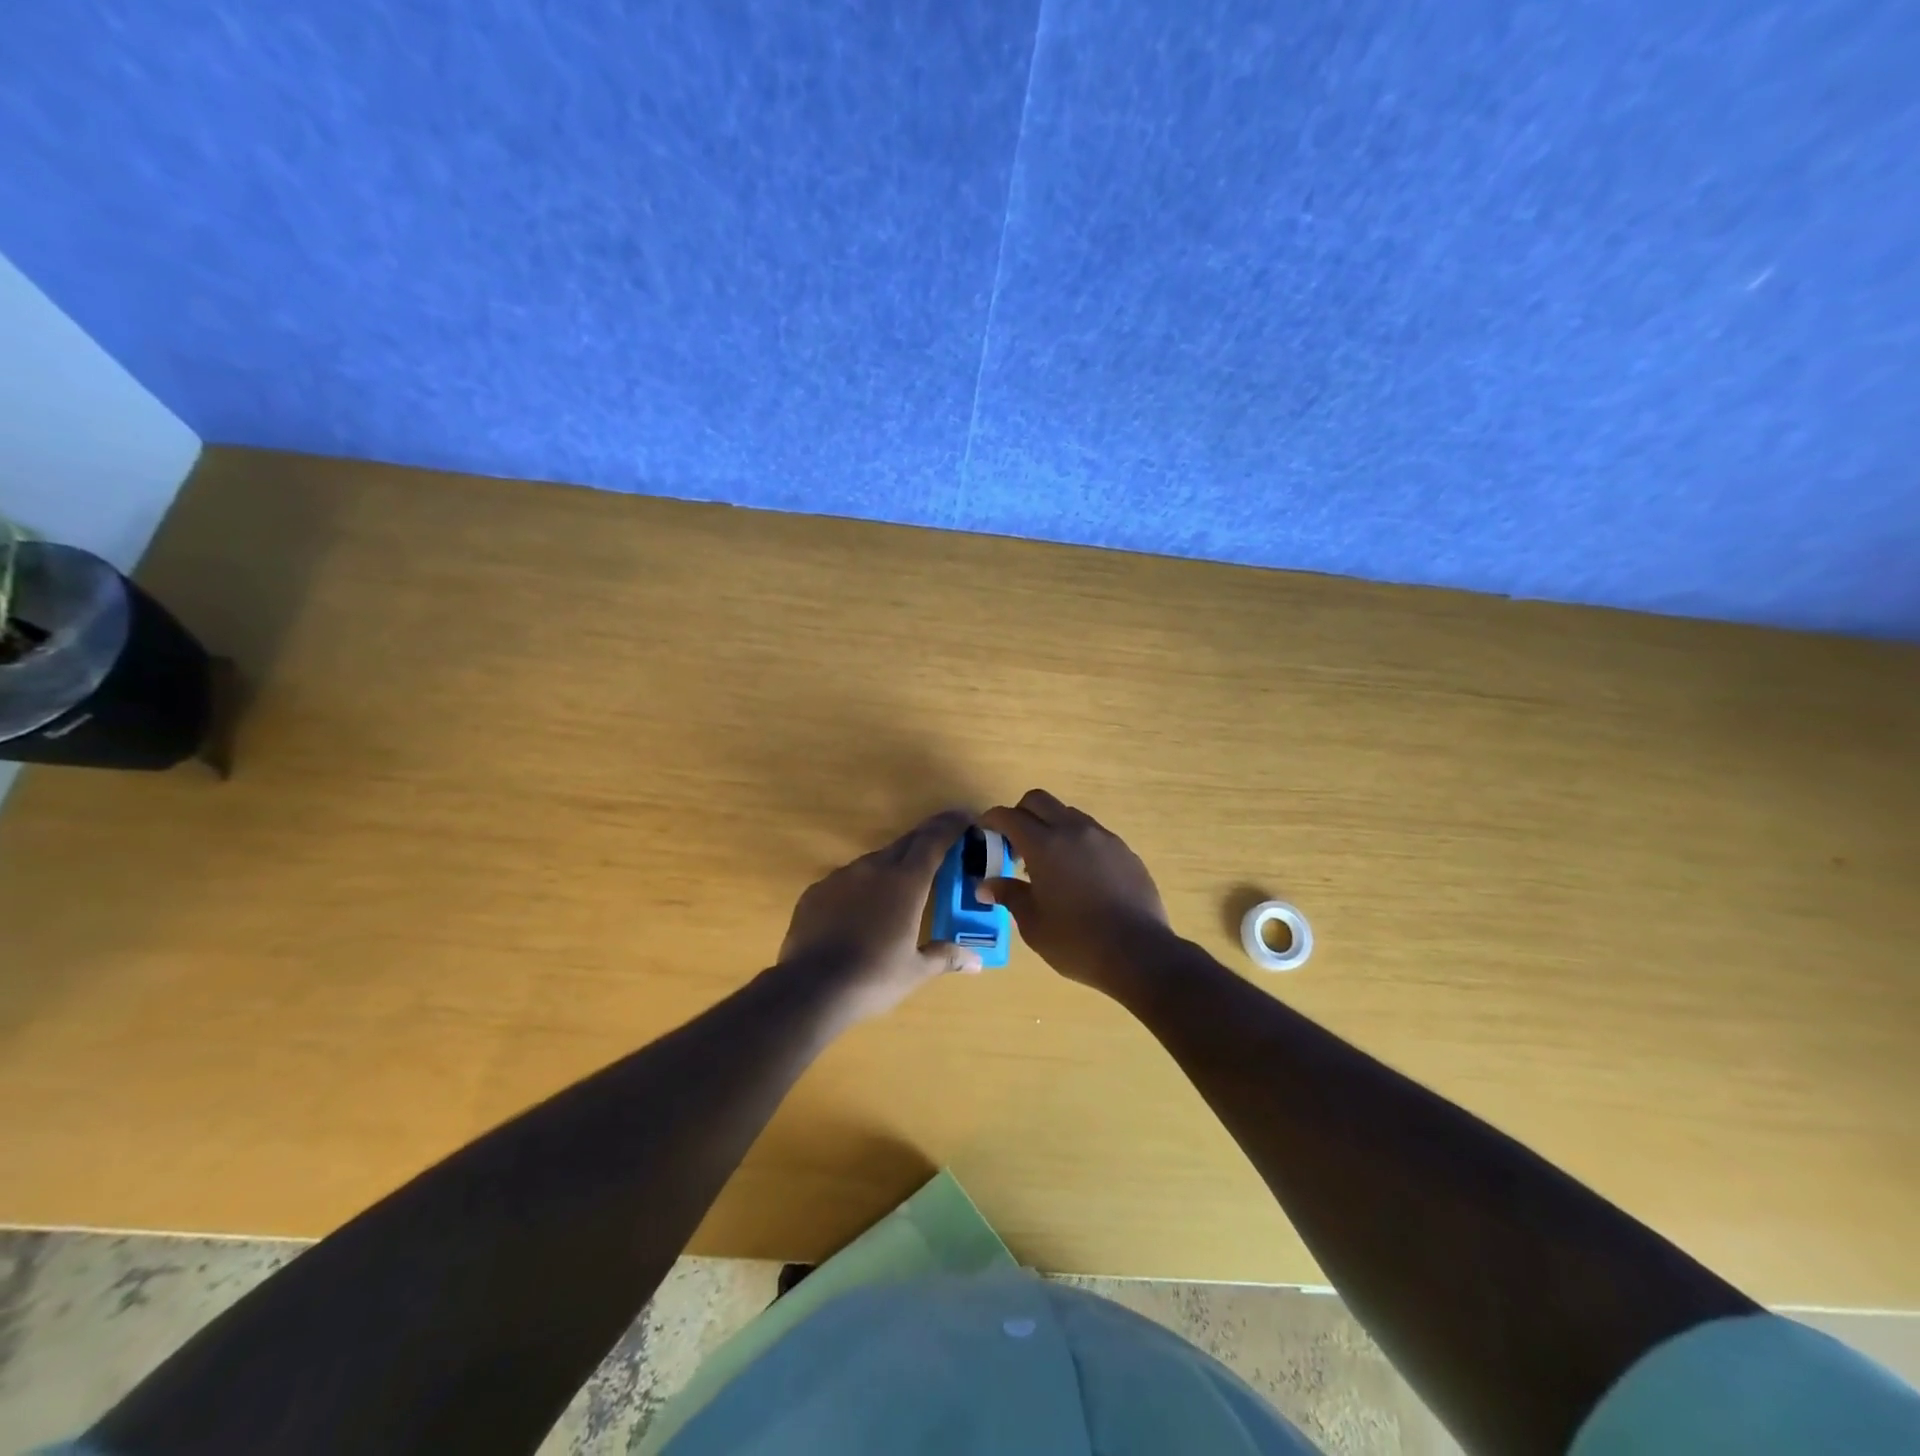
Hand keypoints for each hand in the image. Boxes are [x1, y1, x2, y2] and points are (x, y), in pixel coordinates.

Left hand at [778, 809, 983, 1022]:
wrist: (810, 988)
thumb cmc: (873, 977)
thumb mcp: (916, 971)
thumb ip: (945, 957)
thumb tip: (976, 961)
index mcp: (906, 882)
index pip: (934, 840)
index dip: (951, 825)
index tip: (966, 817)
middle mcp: (874, 868)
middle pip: (906, 843)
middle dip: (927, 840)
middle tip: (943, 845)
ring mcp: (841, 876)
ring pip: (875, 861)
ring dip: (894, 865)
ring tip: (901, 886)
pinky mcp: (816, 891)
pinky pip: (847, 880)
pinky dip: (862, 886)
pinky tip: (860, 910)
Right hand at [979, 790, 1173, 993]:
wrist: (1139, 953)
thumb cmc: (1077, 942)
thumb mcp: (1033, 924)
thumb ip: (1009, 895)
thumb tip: (986, 884)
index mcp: (1044, 845)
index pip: (1009, 816)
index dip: (992, 820)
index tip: (984, 832)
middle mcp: (1074, 831)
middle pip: (1039, 800)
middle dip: (1021, 813)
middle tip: (1015, 843)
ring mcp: (1104, 838)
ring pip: (1069, 814)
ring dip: (1051, 826)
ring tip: (1048, 862)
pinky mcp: (1125, 851)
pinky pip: (1093, 834)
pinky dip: (1077, 842)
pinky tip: (1079, 875)